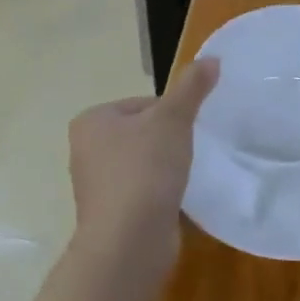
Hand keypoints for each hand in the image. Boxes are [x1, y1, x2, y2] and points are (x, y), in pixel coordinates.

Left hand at [66, 58, 219, 292]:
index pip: (142, 104)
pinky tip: (177, 201)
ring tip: (185, 178)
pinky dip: (160, 195)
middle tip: (190, 154)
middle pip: (142, 133)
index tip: (188, 130)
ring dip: (165, 170)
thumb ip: (192, 87)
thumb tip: (212, 58)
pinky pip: (142, 193)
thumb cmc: (145, 170)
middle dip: (168, 142)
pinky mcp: (111, 215)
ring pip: (143, 164)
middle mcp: (86, 150)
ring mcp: (97, 186)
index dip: (172, 114)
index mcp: (92, 120)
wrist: (128, 242)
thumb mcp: (173, 119)